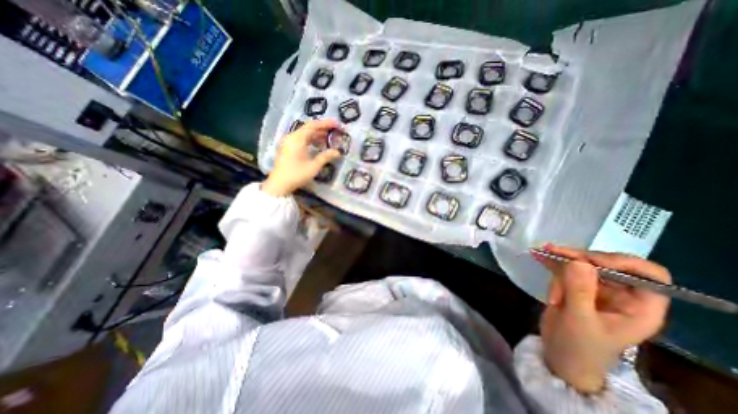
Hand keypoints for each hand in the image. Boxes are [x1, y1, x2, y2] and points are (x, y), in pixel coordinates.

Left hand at [262, 118, 343, 196]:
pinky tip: (317, 145)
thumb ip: (326, 156)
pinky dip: (310, 140)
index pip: (313, 125)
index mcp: (297, 138)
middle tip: (334, 131)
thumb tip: (338, 152)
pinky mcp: (287, 148)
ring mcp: (288, 142)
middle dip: (322, 129)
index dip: (326, 123)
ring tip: (328, 139)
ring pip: (304, 134)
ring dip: (316, 135)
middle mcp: (291, 137)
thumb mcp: (314, 166)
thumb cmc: (297, 174)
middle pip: (308, 128)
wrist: (279, 185)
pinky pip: (300, 139)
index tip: (337, 124)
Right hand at [534, 243, 672, 393]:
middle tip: (556, 253)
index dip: (625, 263)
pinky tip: (539, 254)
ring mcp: (596, 289)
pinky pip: (565, 268)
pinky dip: (552, 262)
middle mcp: (621, 294)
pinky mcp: (575, 285)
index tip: (592, 261)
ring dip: (562, 260)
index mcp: (638, 307)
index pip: (650, 276)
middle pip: (608, 264)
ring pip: (582, 264)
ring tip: (542, 252)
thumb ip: (580, 291)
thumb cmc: (578, 345)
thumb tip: (579, 262)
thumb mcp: (579, 320)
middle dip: (581, 258)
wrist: (559, 353)